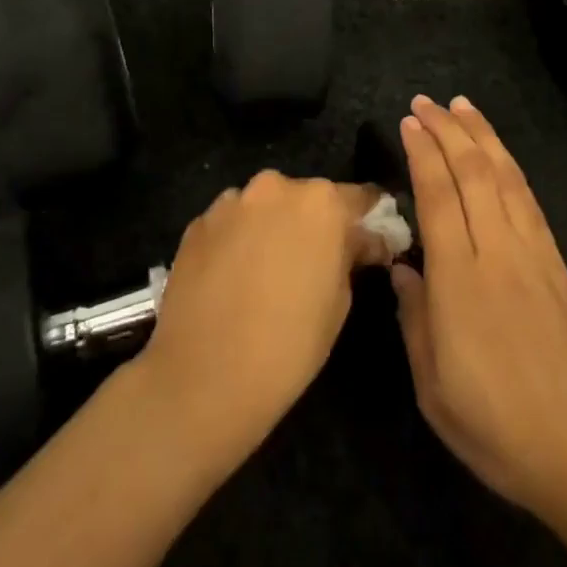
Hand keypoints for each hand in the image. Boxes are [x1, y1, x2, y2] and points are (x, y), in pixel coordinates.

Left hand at [136, 171, 391, 466]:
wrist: (203, 379)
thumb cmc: (289, 344)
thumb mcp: (340, 301)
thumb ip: (350, 256)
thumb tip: (360, 242)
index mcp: (321, 202)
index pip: (358, 197)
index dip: (367, 219)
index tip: (370, 240)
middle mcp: (274, 188)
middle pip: (306, 198)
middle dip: (313, 223)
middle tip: (313, 262)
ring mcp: (230, 202)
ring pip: (264, 208)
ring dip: (271, 228)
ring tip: (266, 273)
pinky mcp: (196, 224)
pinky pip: (230, 224)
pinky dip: (237, 241)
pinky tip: (233, 279)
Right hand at [392, 96, 566, 534]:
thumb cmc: (498, 428)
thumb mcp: (433, 386)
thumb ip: (414, 318)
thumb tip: (403, 268)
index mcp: (460, 281)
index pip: (438, 196)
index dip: (422, 154)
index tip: (408, 123)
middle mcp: (498, 253)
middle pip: (473, 173)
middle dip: (448, 130)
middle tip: (426, 102)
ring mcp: (535, 255)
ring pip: (506, 178)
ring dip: (483, 137)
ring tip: (463, 107)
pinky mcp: (560, 266)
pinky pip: (530, 201)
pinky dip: (511, 168)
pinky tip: (501, 158)